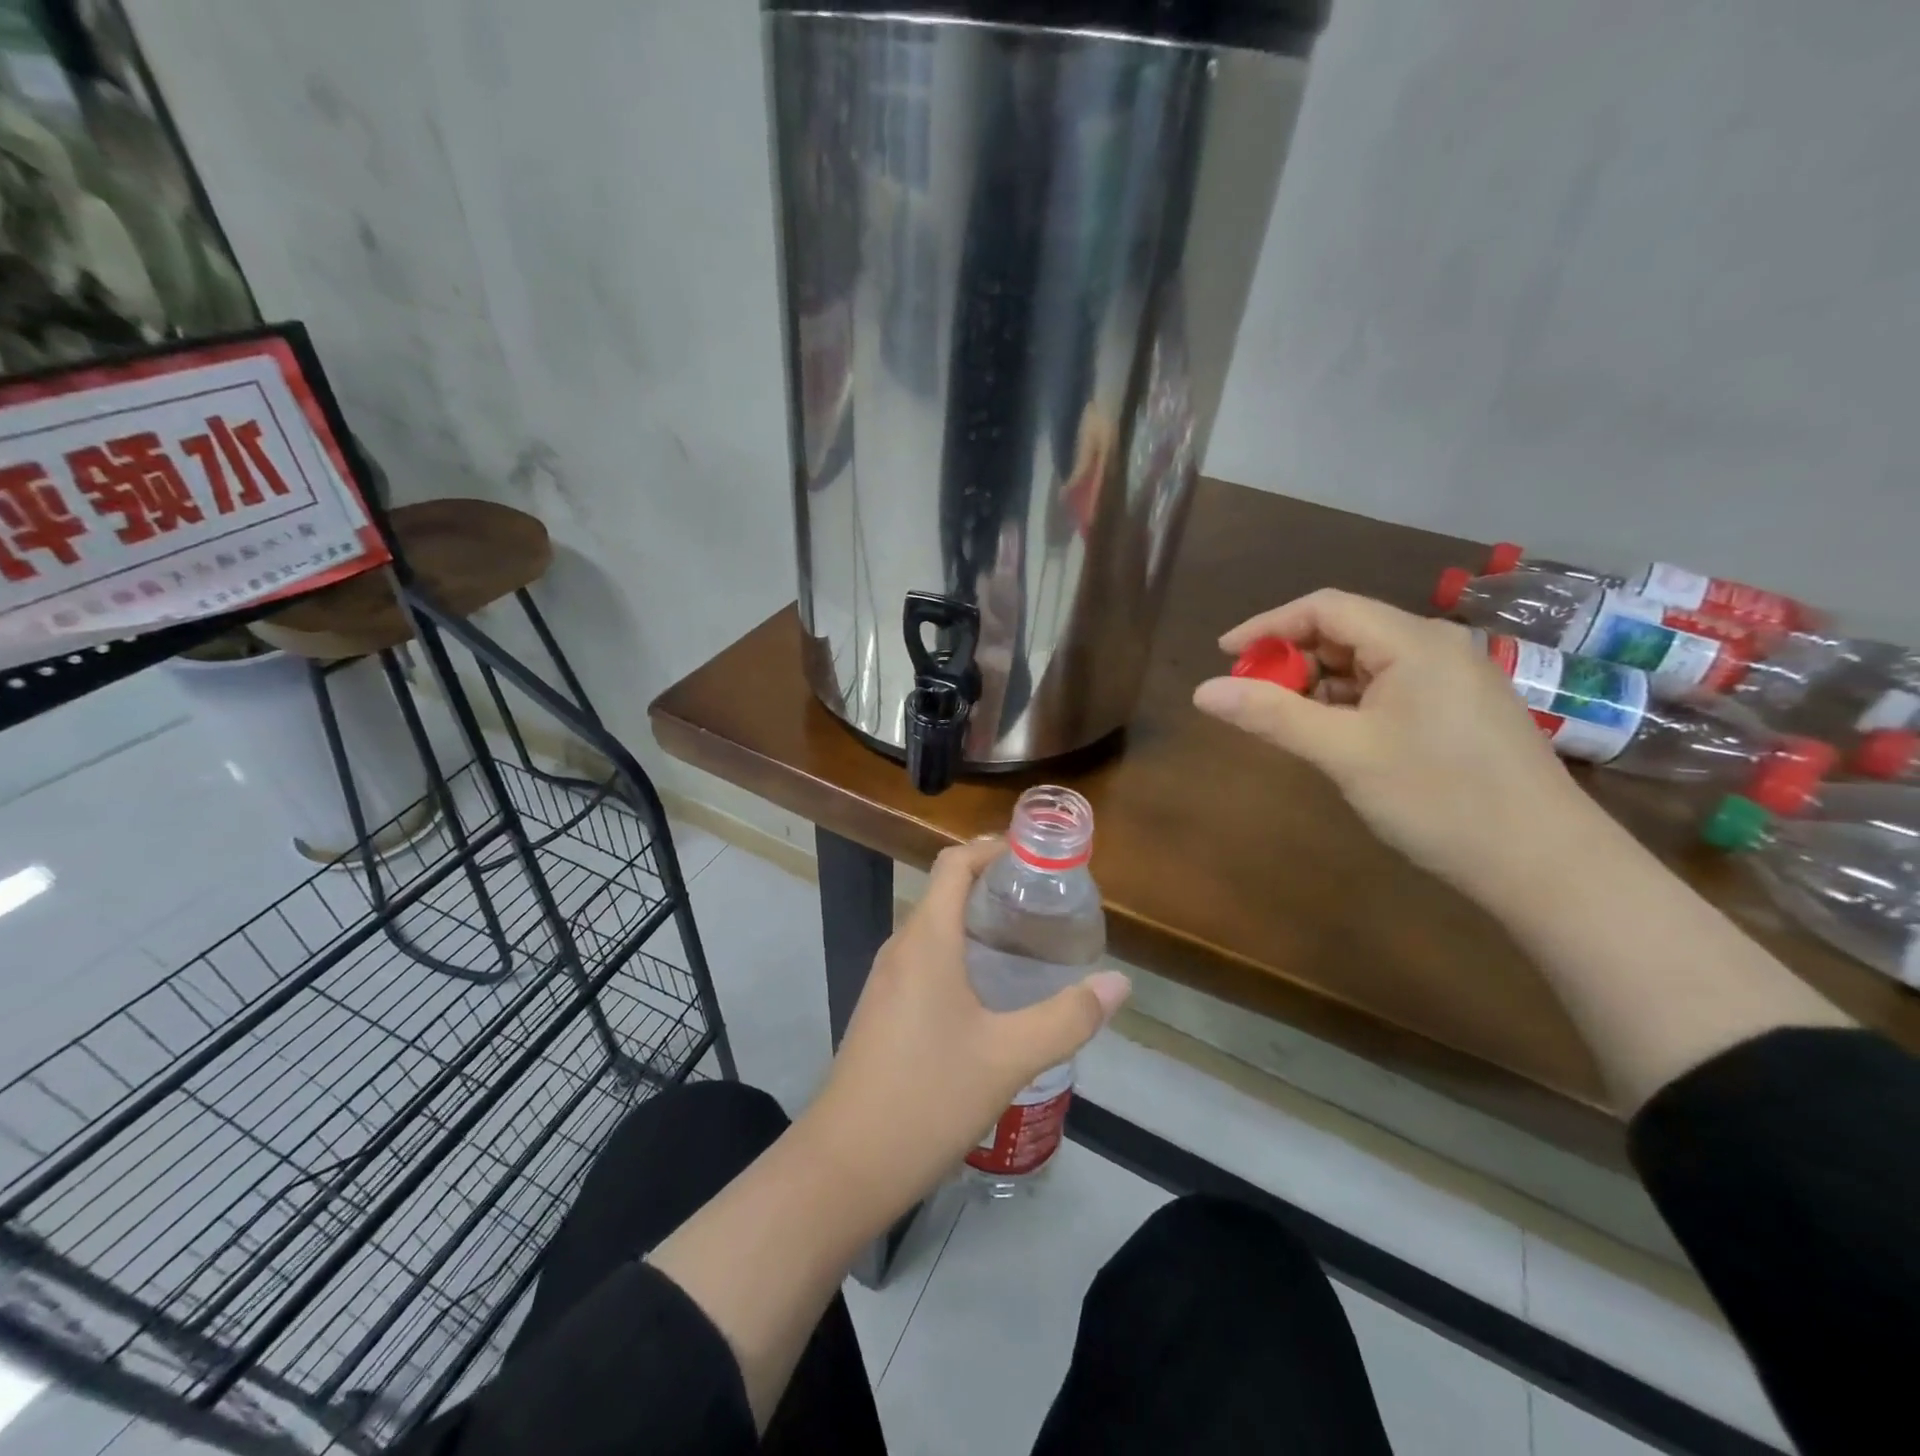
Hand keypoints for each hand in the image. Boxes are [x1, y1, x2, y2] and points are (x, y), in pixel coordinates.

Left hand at [798, 839, 1130, 1224]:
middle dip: (991, 885)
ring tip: (1026, 941)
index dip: (990, 848)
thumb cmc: (928, 1097)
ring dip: (975, 922)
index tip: (1033, 853)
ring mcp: (886, 981)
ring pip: (933, 930)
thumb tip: (1118, 983)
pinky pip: (924, 961)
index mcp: (926, 940)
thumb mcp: (1009, 1057)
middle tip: (1044, 900)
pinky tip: (989, 993)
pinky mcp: (882, 1011)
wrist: (846, 1165)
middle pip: (944, 892)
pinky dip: (959, 954)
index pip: (953, 864)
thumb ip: (1067, 1017)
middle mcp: (901, 949)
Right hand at [1192, 589, 1604, 901]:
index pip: (1324, 608)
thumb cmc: (1439, 797)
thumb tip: (1202, 691)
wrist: (1545, 863)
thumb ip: (1272, 715)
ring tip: (1285, 722)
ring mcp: (1453, 679)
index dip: (1267, 625)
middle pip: (1345, 631)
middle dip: (1291, 659)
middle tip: (1251, 698)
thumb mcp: (1344, 753)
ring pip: (1365, 663)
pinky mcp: (1459, 710)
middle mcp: (1436, 647)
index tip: (1223, 656)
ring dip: (1317, 684)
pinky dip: (1348, 703)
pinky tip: (1333, 735)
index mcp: (1413, 642)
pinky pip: (1388, 688)